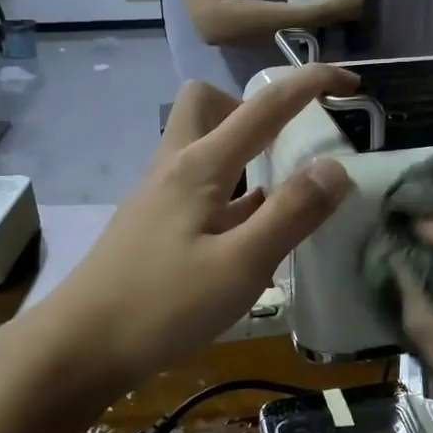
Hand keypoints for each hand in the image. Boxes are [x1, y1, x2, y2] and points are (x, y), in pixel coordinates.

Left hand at [38, 65, 356, 387]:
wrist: (79, 348)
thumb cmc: (162, 306)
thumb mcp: (240, 265)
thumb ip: (291, 214)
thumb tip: (336, 167)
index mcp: (200, 165)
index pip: (265, 105)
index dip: (312, 84)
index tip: (353, 84)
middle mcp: (176, 168)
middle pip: (209, 104)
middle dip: (254, 110)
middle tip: (287, 147)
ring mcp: (160, 197)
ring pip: (203, 146)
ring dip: (244, 153)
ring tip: (281, 196)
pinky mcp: (155, 226)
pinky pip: (200, 187)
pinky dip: (232, 193)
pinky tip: (249, 235)